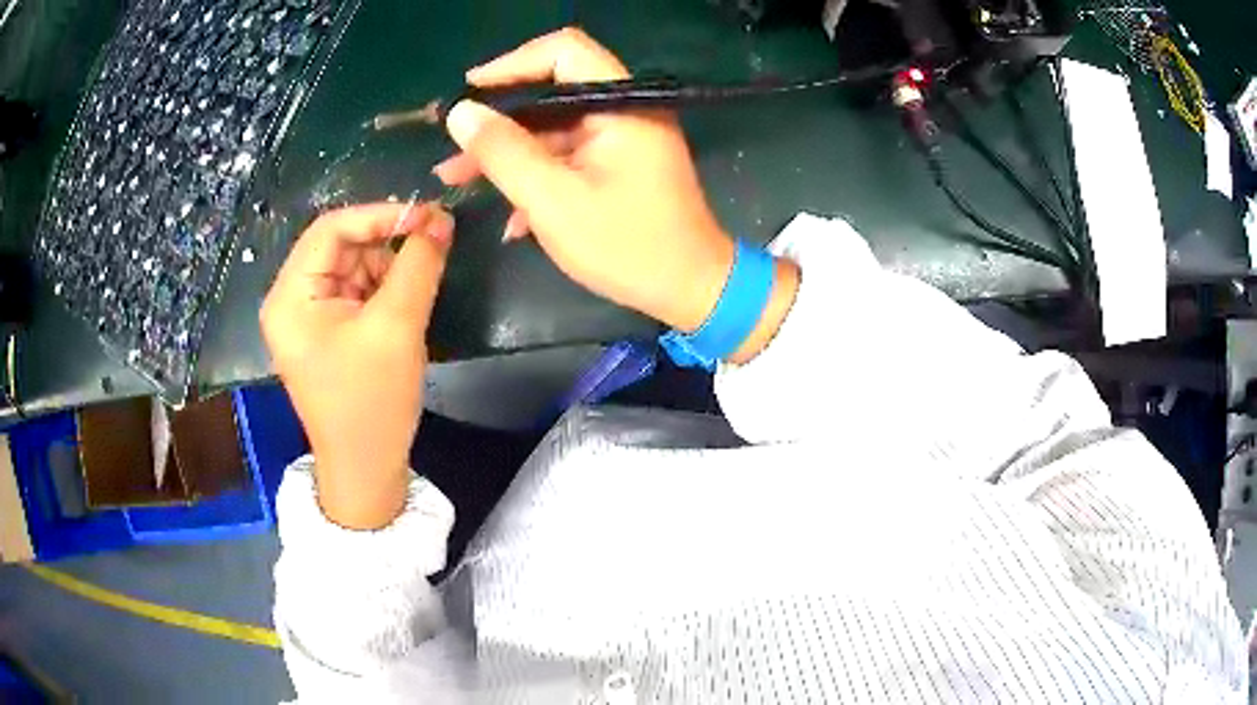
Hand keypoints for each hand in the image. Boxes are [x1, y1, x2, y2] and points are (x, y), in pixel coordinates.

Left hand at [261, 203, 453, 528]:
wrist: (367, 469)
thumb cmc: (372, 402)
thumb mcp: (397, 327)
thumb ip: (418, 264)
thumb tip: (441, 219)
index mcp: (290, 297)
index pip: (330, 229)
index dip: (380, 214)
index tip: (429, 216)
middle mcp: (291, 300)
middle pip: (340, 246)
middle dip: (386, 243)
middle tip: (434, 244)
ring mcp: (308, 317)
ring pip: (352, 266)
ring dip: (388, 268)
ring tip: (418, 288)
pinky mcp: (326, 332)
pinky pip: (356, 291)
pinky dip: (384, 289)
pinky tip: (404, 306)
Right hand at [435, 28, 798, 361]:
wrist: (690, 290)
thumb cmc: (628, 246)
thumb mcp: (554, 201)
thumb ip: (504, 152)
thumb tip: (461, 112)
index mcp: (620, 104)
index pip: (563, 52)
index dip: (511, 64)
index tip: (469, 93)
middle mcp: (623, 110)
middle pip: (551, 91)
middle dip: (498, 118)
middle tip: (453, 143)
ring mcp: (622, 138)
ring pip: (553, 127)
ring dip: (507, 152)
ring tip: (456, 178)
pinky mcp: (618, 164)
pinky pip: (568, 154)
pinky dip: (535, 174)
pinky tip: (509, 216)